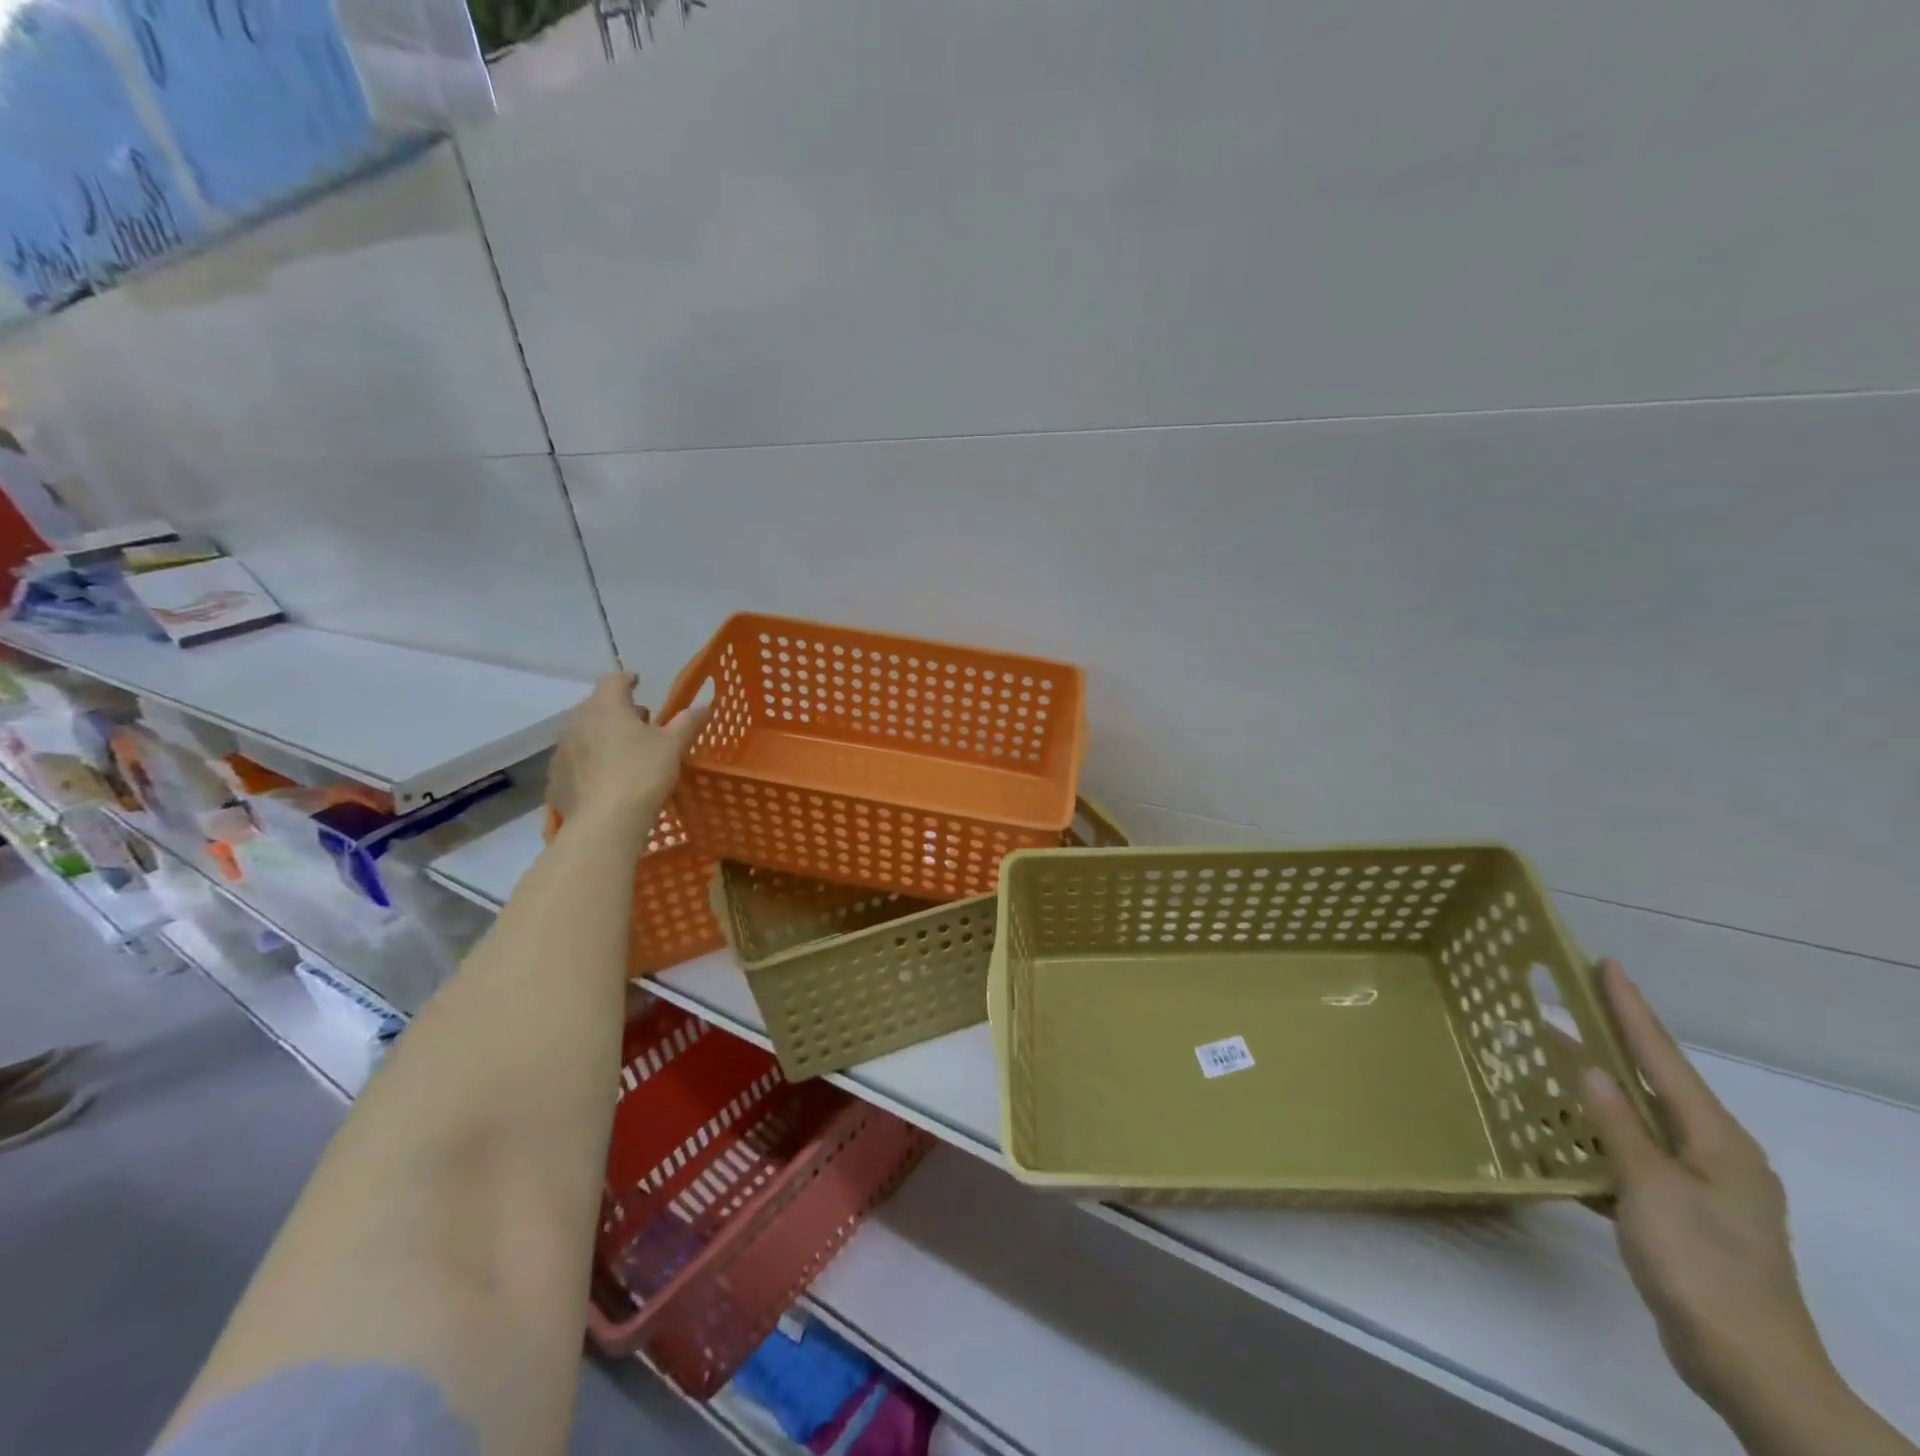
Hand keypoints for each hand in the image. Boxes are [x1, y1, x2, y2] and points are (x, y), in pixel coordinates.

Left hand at [546, 672, 707, 827]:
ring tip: (621, 751)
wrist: (605, 821)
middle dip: (616, 710)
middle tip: (638, 722)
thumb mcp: (673, 746)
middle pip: (596, 706)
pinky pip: (574, 761)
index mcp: (606, 706)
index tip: (638, 682)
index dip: (628, 679)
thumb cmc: (643, 773)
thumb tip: (703, 705)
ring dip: (601, 735)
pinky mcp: (555, 777)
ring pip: (583, 733)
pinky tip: (604, 778)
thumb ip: (687, 722)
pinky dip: (589, 762)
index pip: (614, 680)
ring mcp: (561, 749)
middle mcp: (577, 721)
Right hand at [1580, 959, 1833, 1416]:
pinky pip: (1629, 1157)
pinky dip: (1595, 1140)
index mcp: (1717, 1140)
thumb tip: (1588, 1066)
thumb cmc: (1700, 1264)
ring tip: (1546, 1064)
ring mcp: (1700, 1186)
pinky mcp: (1681, 1214)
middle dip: (1608, 1044)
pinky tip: (1560, 1138)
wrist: (1746, 1365)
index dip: (1630, 1009)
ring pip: (1636, 1121)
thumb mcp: (1650, 1187)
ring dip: (1593, 1093)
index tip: (1605, 964)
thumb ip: (1618, 1125)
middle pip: (1650, 1083)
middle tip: (1562, 1005)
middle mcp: (1714, 1153)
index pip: (1662, 1057)